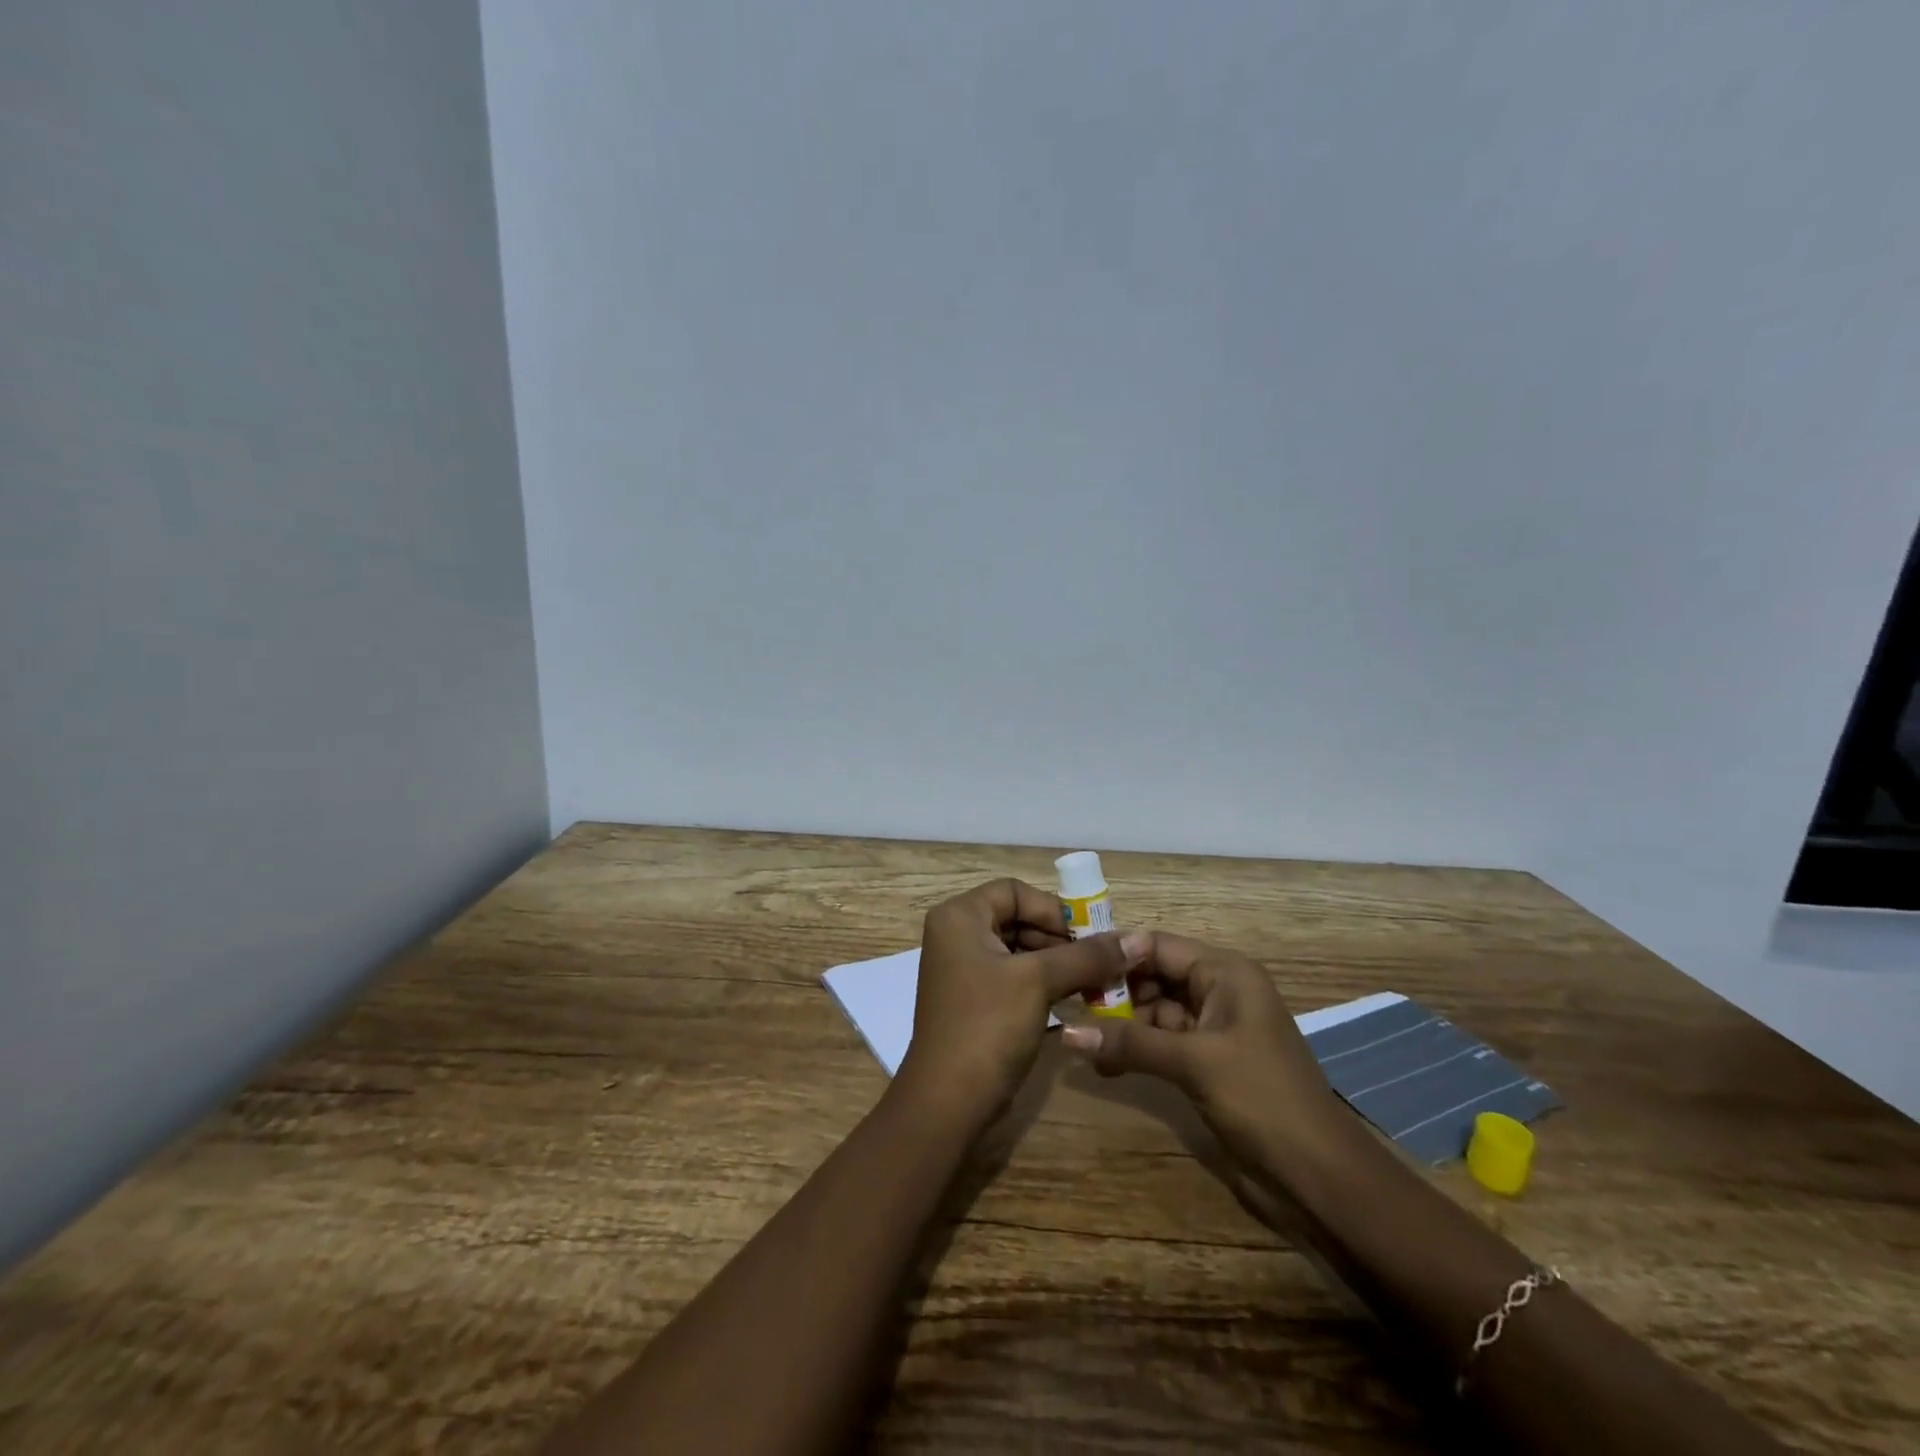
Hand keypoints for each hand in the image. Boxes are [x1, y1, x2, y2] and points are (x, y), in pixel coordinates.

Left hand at [896, 879, 1146, 1127]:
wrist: (948, 1104)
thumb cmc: (987, 1027)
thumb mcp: (1039, 982)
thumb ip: (1087, 956)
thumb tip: (1137, 940)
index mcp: (959, 918)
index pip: (1014, 891)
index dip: (1053, 909)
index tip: (1088, 937)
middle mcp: (956, 936)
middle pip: (1018, 919)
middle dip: (1060, 939)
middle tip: (1099, 962)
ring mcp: (963, 971)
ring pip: (1020, 951)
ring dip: (1058, 964)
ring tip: (1095, 984)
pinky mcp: (974, 1002)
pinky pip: (1014, 978)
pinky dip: (1044, 985)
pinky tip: (1075, 1001)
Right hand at [1060, 932, 1344, 1168]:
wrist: (1320, 1176)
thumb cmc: (1262, 1099)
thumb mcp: (1193, 1063)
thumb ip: (1129, 1043)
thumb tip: (1066, 1032)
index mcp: (1225, 972)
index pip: (1159, 945)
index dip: (1116, 954)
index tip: (1071, 967)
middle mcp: (1220, 990)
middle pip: (1155, 975)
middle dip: (1116, 992)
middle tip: (1071, 1008)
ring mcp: (1215, 1027)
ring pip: (1156, 1010)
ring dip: (1122, 1024)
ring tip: (1083, 1042)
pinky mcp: (1209, 1060)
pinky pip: (1164, 1041)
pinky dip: (1137, 1048)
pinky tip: (1105, 1064)